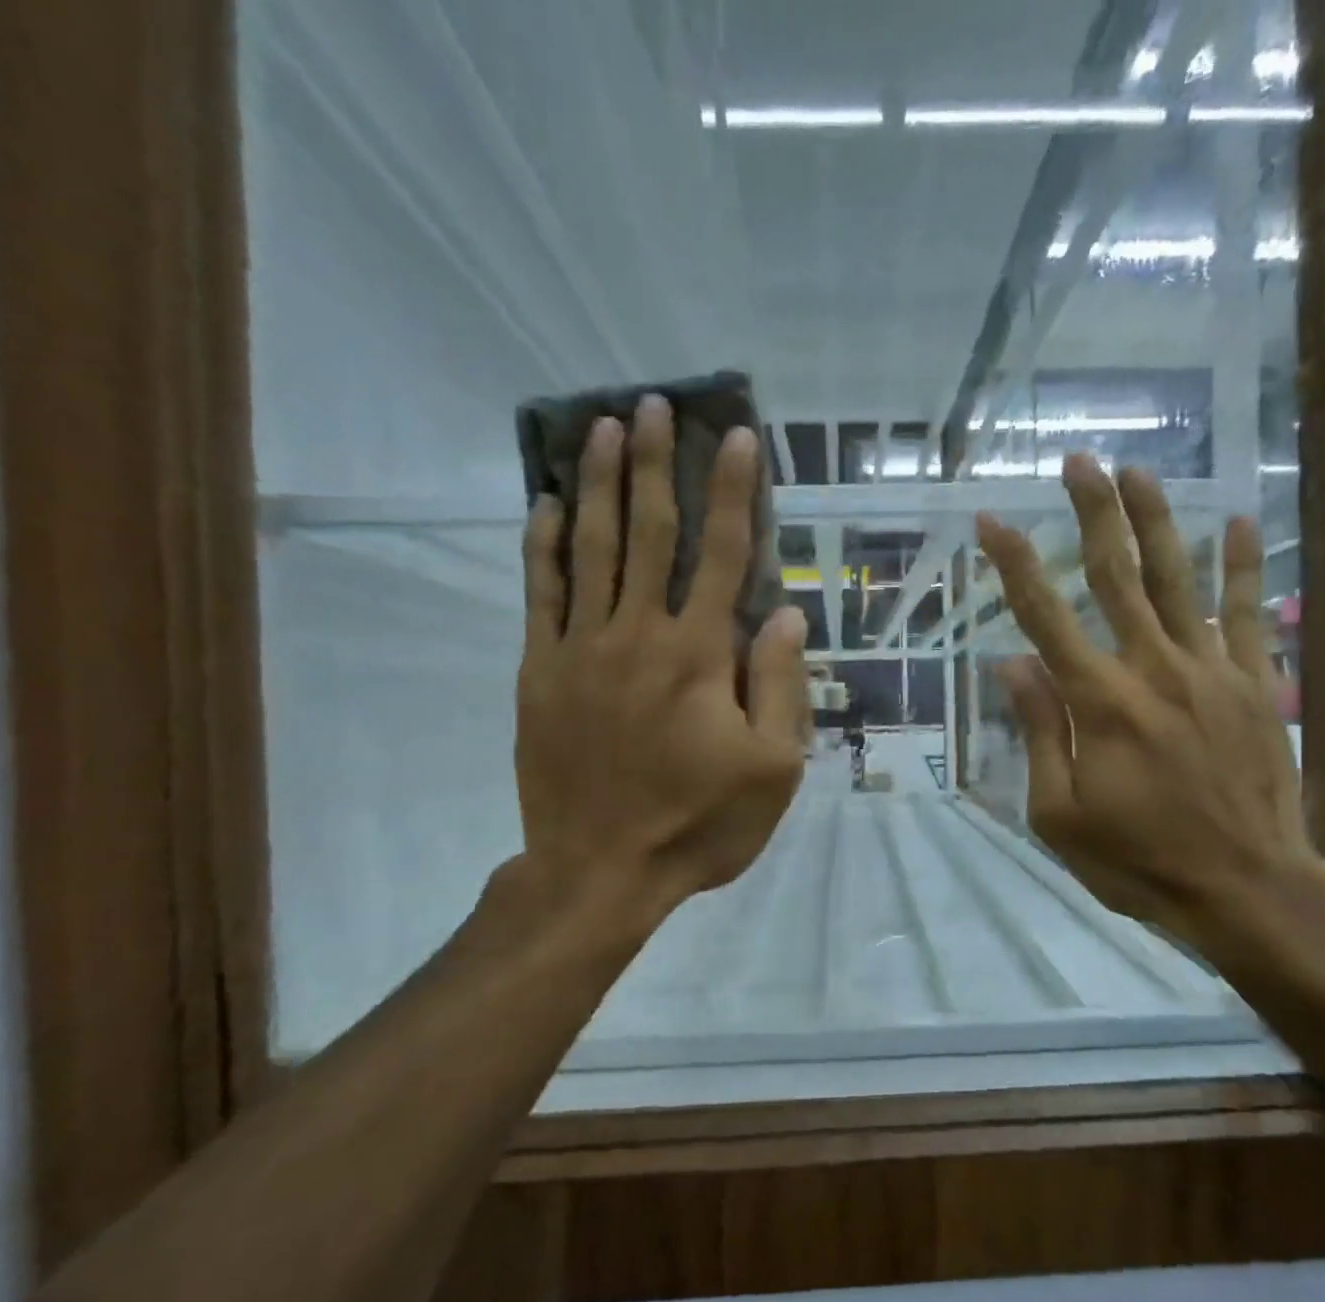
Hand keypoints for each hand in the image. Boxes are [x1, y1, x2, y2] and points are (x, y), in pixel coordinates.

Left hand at [510, 395, 806, 926]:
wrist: (600, 871)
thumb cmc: (699, 824)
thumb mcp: (773, 769)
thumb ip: (780, 686)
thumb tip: (785, 613)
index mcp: (699, 656)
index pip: (724, 555)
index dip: (734, 494)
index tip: (738, 438)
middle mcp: (638, 635)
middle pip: (649, 533)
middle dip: (656, 465)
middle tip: (655, 406)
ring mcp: (580, 649)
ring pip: (590, 549)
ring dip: (598, 484)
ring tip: (603, 428)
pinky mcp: (539, 672)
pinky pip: (539, 594)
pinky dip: (542, 546)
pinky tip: (544, 505)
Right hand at [977, 455, 1324, 950]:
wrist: (1245, 886)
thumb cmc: (1138, 860)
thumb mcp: (1060, 815)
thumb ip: (1039, 733)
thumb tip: (1014, 666)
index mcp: (1099, 703)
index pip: (1044, 617)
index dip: (1014, 566)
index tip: (991, 521)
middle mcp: (1153, 669)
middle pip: (1117, 577)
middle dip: (1093, 515)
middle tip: (1079, 462)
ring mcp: (1210, 671)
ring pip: (1180, 579)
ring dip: (1157, 521)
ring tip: (1140, 473)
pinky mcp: (1253, 684)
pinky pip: (1245, 613)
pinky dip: (1242, 567)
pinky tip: (1240, 522)